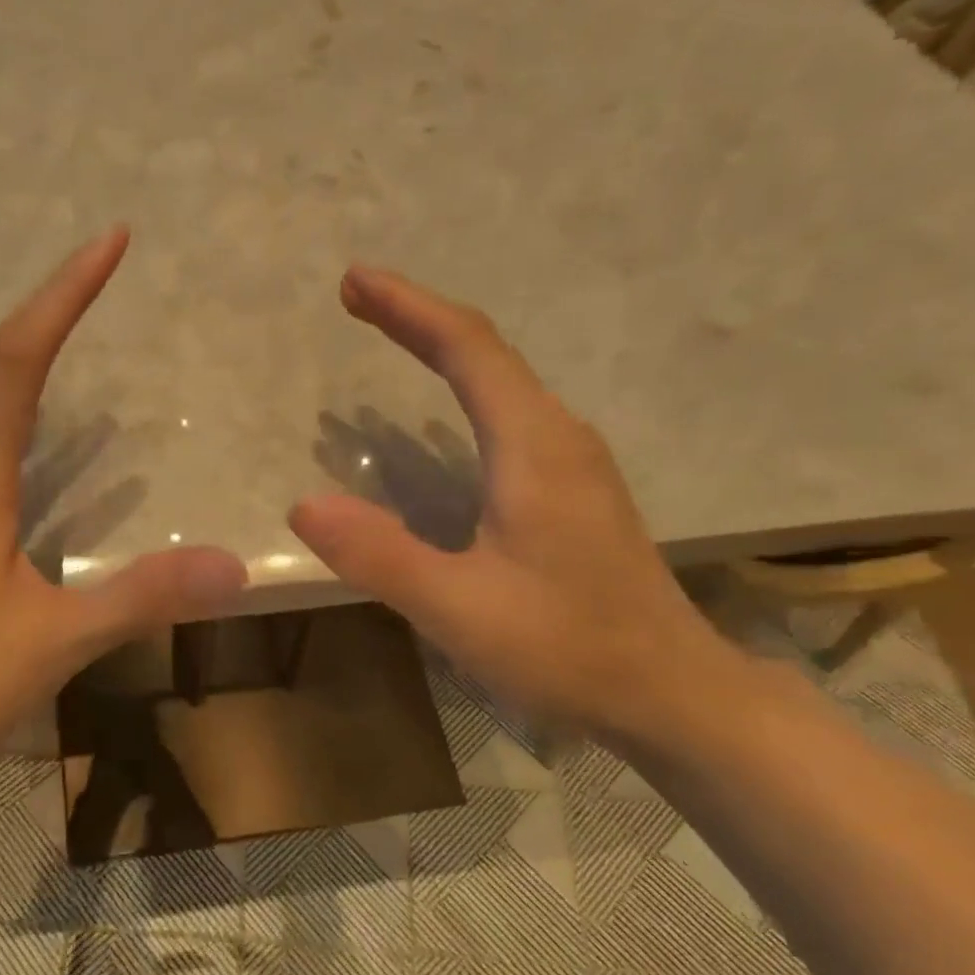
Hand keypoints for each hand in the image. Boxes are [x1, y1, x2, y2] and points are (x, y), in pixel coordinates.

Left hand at [0, 228, 246, 786]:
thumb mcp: (54, 642)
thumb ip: (141, 597)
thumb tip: (234, 565)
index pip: (17, 360)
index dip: (64, 295)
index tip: (109, 242)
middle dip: (42, 309)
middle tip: (94, 275)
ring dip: (13, 355)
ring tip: (63, 336)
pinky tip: (16, 436)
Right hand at [289, 267, 739, 741]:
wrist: (671, 692)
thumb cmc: (567, 648)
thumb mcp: (460, 608)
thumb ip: (381, 555)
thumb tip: (304, 506)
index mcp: (534, 447)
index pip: (467, 348)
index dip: (408, 308)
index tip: (354, 282)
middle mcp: (559, 437)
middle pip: (485, 353)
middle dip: (418, 319)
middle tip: (357, 300)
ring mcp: (574, 464)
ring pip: (503, 383)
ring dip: (443, 352)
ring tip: (391, 339)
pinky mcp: (574, 492)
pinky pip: (511, 416)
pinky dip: (466, 393)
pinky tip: (446, 416)